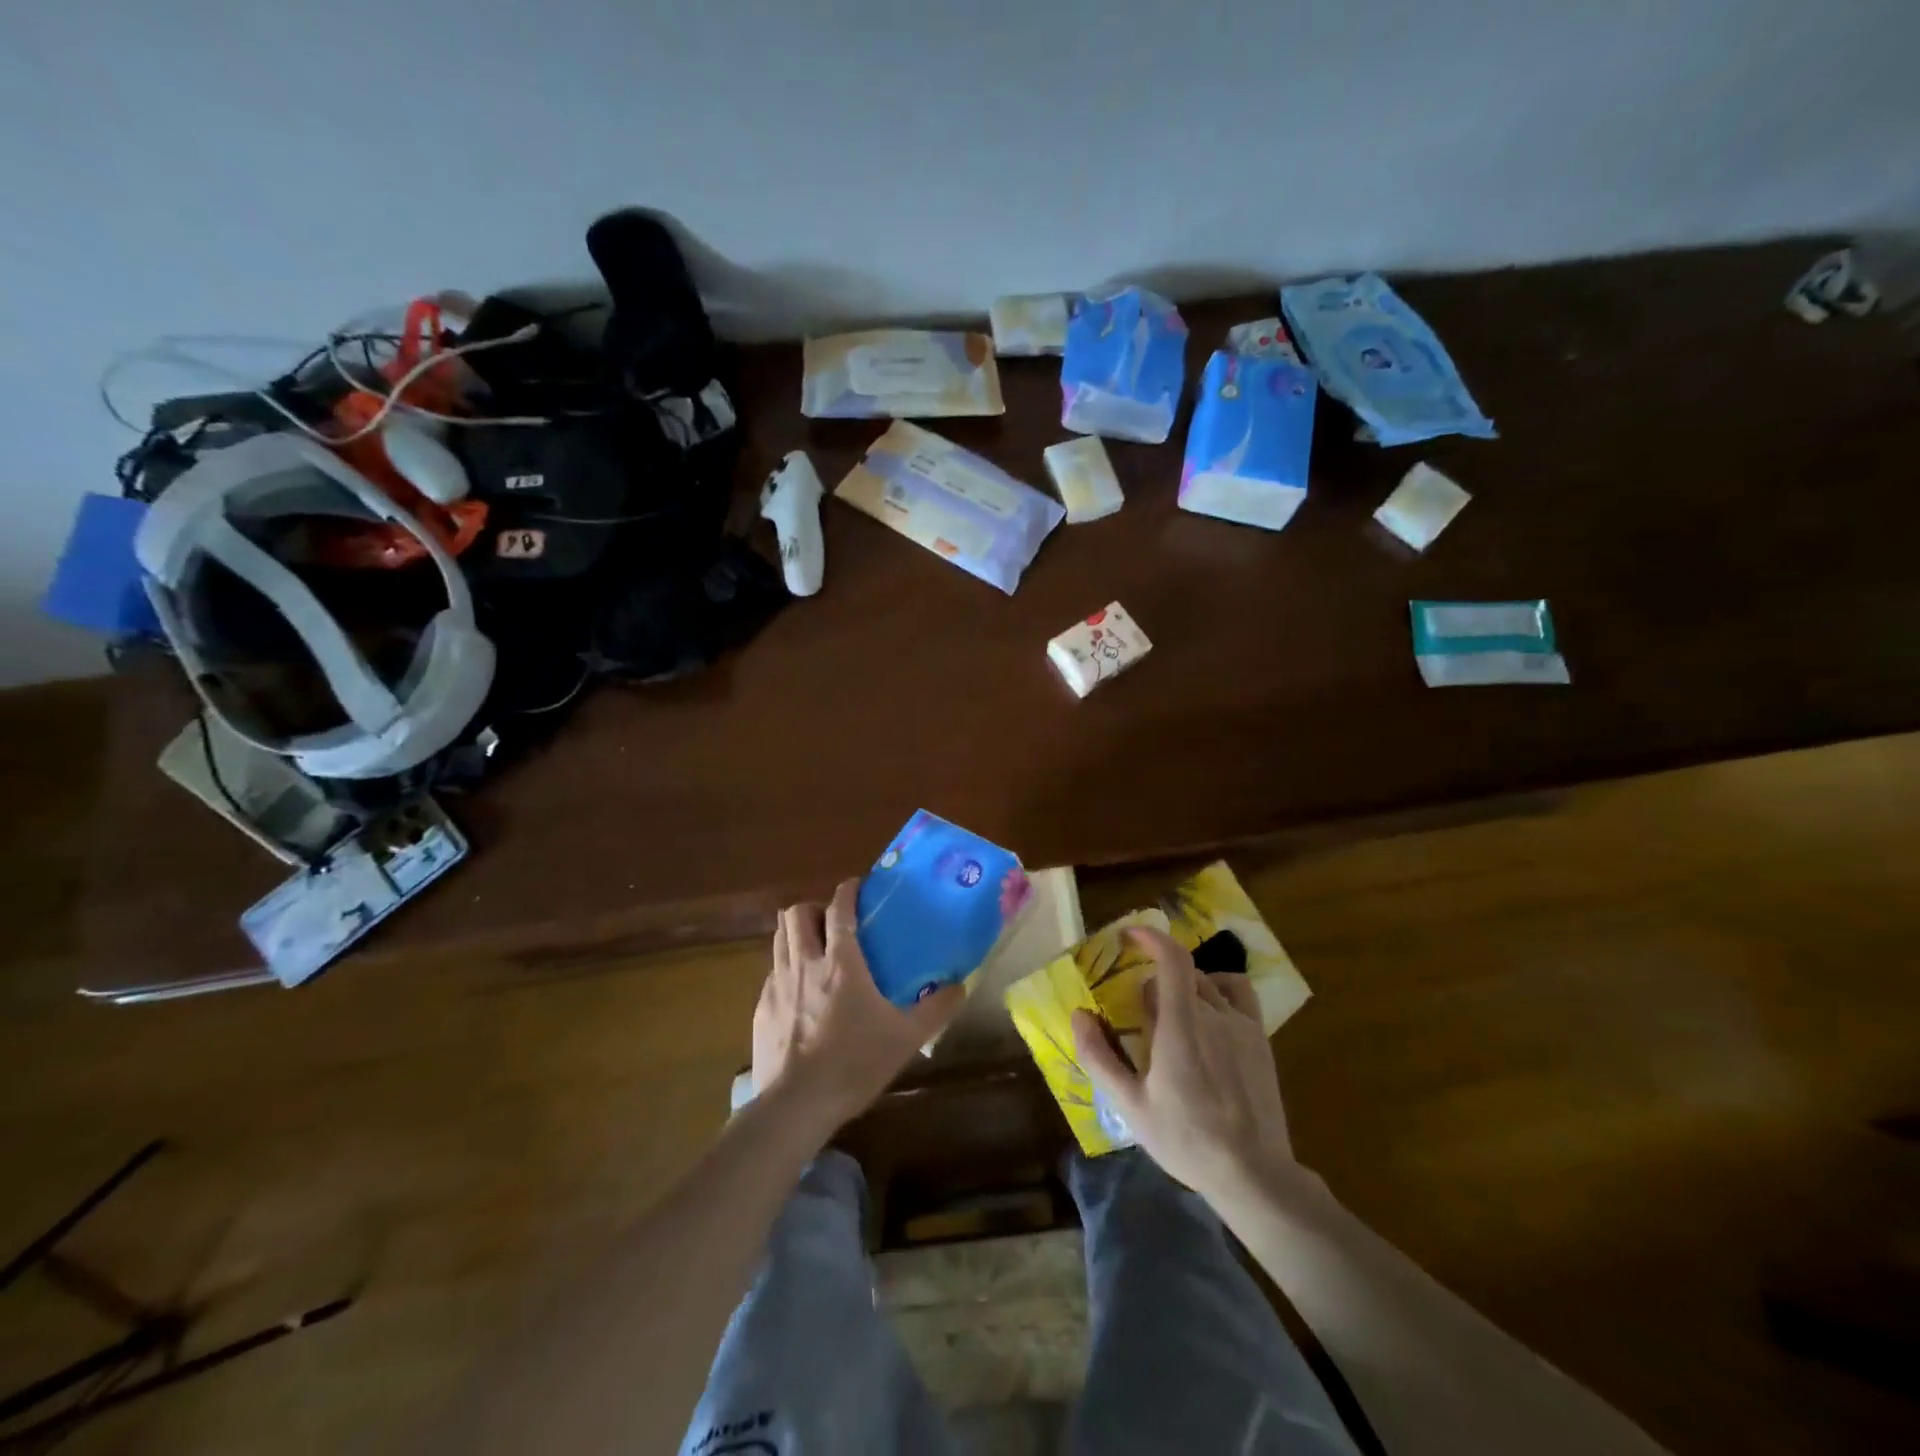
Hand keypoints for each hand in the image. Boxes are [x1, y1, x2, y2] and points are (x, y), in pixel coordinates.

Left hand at [752, 879, 964, 1128]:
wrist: (795, 1105)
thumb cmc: (854, 1063)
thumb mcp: (905, 1038)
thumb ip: (936, 1009)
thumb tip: (961, 985)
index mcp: (841, 962)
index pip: (839, 908)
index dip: (847, 890)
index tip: (857, 886)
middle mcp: (805, 963)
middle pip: (797, 913)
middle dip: (814, 908)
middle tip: (832, 924)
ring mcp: (777, 985)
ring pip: (779, 938)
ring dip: (796, 934)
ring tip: (814, 950)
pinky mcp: (760, 1009)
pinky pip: (771, 973)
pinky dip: (785, 970)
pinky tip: (799, 995)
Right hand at [1071, 927, 1293, 1204]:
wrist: (1253, 1173)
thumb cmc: (1186, 1139)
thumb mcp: (1131, 1106)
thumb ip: (1100, 1057)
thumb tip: (1078, 1014)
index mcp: (1181, 1027)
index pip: (1172, 959)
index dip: (1151, 937)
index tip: (1129, 935)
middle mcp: (1213, 1015)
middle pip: (1182, 973)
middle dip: (1156, 979)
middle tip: (1140, 1010)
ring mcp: (1242, 1025)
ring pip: (1207, 982)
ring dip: (1184, 986)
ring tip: (1173, 1015)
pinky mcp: (1260, 1038)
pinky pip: (1239, 992)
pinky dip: (1219, 987)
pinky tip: (1209, 1012)